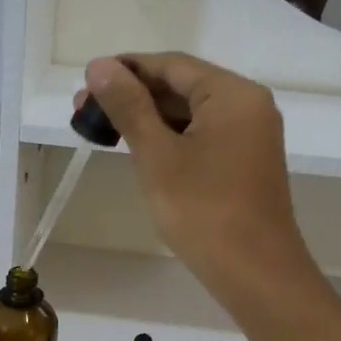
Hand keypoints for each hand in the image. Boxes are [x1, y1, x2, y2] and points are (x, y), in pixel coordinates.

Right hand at [80, 53, 315, 315]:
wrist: (255, 274)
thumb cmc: (204, 212)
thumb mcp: (157, 156)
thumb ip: (129, 107)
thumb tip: (99, 65)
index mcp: (232, 94)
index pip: (171, 65)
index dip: (125, 70)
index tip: (85, 84)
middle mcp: (248, 105)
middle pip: (182, 86)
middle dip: (133, 96)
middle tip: (84, 112)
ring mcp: (250, 136)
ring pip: (191, 114)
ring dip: (149, 119)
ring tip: (103, 131)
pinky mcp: (246, 163)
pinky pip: (203, 136)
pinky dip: (171, 139)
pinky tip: (140, 150)